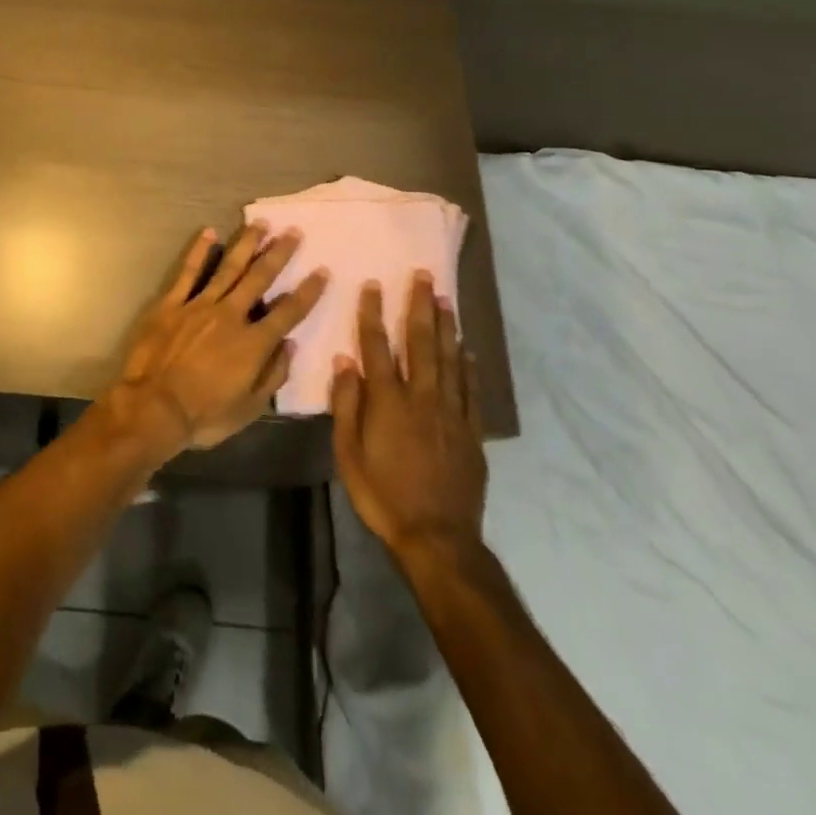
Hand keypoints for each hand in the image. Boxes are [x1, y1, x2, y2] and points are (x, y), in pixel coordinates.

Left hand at [105, 225, 328, 456]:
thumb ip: (272, 375)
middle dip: (279, 254)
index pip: (288, 312)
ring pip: (228, 268)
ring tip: (260, 224)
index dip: (307, 292)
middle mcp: (230, 316)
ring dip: (246, 245)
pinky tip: (209, 232)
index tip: (322, 271)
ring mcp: (199, 305)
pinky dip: (198, 251)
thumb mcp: (249, 408)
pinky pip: (187, 272)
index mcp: (253, 343)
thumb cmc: (204, 415)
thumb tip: (291, 346)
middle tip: (294, 232)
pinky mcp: (171, 304)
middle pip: (259, 279)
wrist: (153, 407)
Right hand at [331, 274, 486, 561]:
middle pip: (420, 343)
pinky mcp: (471, 432)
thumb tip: (345, 362)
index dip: (374, 315)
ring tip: (446, 300)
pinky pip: (470, 391)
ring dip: (446, 327)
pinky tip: (467, 350)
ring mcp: (451, 413)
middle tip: (423, 277)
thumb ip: (347, 405)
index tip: (373, 286)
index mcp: (388, 401)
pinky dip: (468, 367)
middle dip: (420, 307)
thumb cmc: (382, 495)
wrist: (437, 537)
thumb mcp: (347, 454)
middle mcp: (422, 398)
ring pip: (449, 360)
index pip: (378, 347)